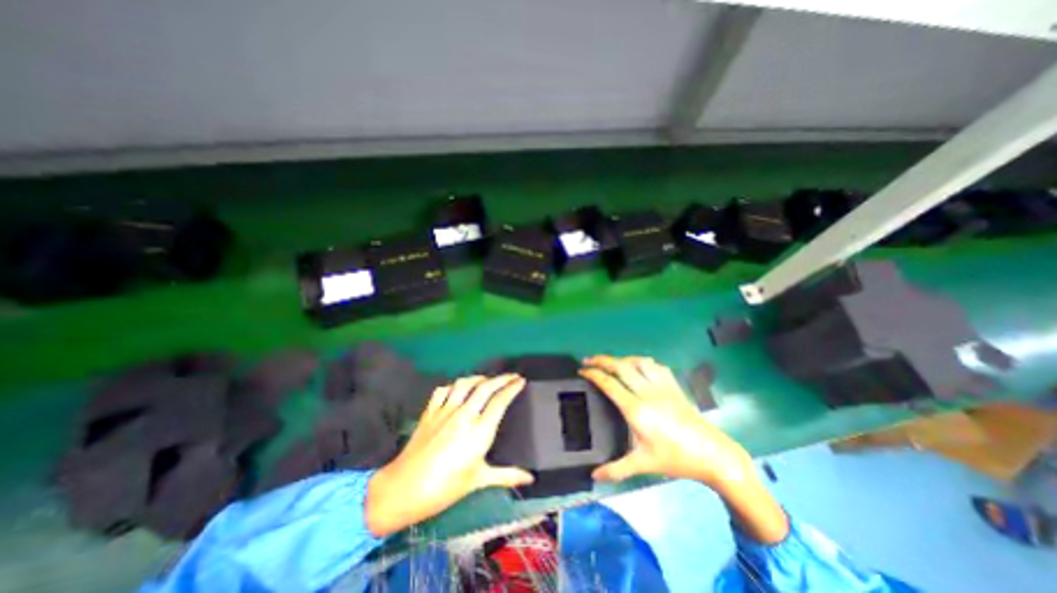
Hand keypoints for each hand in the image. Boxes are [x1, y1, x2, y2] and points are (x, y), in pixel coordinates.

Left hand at [363, 375, 531, 537]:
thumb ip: (506, 476)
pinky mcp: (430, 412)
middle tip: (512, 376)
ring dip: (479, 378)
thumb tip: (530, 479)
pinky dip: (453, 385)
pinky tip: (458, 388)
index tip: (521, 381)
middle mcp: (464, 414)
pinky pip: (443, 390)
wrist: (404, 489)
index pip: (500, 401)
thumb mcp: (479, 481)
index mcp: (479, 430)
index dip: (512, 388)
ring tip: (487, 379)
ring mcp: (445, 410)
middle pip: (486, 387)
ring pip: (465, 384)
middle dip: (502, 378)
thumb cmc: (445, 488)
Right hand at [582, 353, 754, 487]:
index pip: (609, 384)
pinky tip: (638, 366)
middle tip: (588, 360)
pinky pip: (656, 366)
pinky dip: (643, 362)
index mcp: (637, 410)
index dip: (593, 374)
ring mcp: (663, 387)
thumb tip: (594, 476)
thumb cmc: (676, 459)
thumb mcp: (643, 464)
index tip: (582, 370)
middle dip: (602, 360)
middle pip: (621, 367)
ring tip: (611, 363)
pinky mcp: (674, 386)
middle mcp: (647, 393)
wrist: (713, 454)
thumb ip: (616, 469)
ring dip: (622, 359)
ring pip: (638, 362)